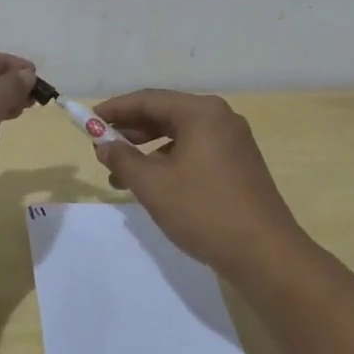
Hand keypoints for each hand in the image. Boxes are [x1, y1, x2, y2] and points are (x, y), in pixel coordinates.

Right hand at [91, 89, 307, 279]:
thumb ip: (123, 158)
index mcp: (201, 112)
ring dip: (148, 150)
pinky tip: (154, 184)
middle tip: (101, 147)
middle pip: (165, 114)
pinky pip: (196, 150)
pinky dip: (170, 161)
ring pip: (180, 135)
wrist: (265, 253)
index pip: (148, 100)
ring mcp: (233, 141)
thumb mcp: (154, 185)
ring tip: (120, 173)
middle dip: (130, 130)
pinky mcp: (239, 164)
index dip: (114, 110)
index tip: (88, 122)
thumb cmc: (204, 211)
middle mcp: (220, 117)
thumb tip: (103, 143)